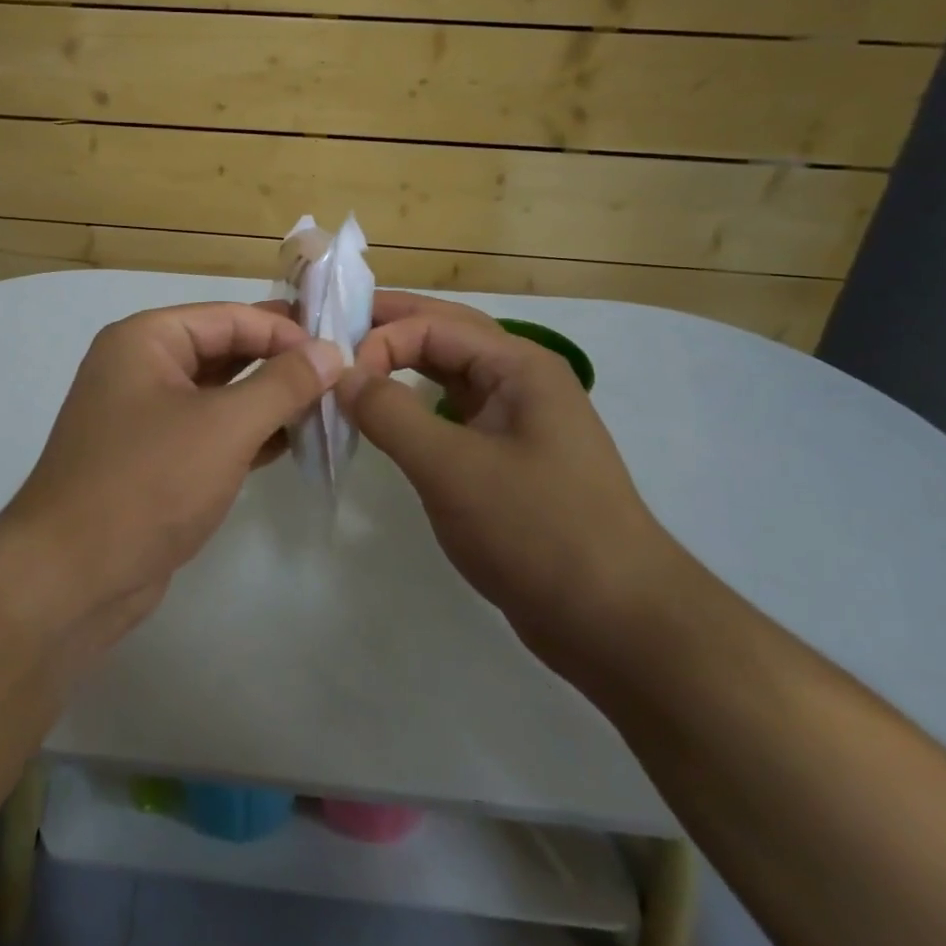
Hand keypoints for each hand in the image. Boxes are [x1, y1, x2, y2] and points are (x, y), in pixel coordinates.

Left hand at [0, 302, 341, 647]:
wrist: (72, 577)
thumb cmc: (149, 483)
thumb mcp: (225, 426)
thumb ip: (283, 384)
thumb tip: (332, 351)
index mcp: (146, 340)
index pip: (230, 317)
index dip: (285, 332)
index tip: (339, 354)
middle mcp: (141, 368)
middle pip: (224, 350)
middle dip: (279, 364)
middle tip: (339, 378)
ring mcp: (145, 416)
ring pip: (219, 393)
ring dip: (269, 401)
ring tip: (326, 410)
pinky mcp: (154, 459)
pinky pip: (210, 431)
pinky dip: (248, 434)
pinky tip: (293, 443)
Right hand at [336, 291, 680, 669]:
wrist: (616, 621)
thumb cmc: (536, 530)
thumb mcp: (452, 468)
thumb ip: (390, 414)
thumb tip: (342, 375)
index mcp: (518, 366)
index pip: (434, 324)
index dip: (380, 339)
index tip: (335, 378)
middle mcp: (520, 381)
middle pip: (444, 335)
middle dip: (388, 329)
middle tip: (329, 329)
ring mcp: (517, 421)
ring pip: (448, 376)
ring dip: (400, 366)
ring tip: (350, 367)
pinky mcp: (507, 459)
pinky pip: (452, 415)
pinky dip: (415, 407)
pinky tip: (388, 417)